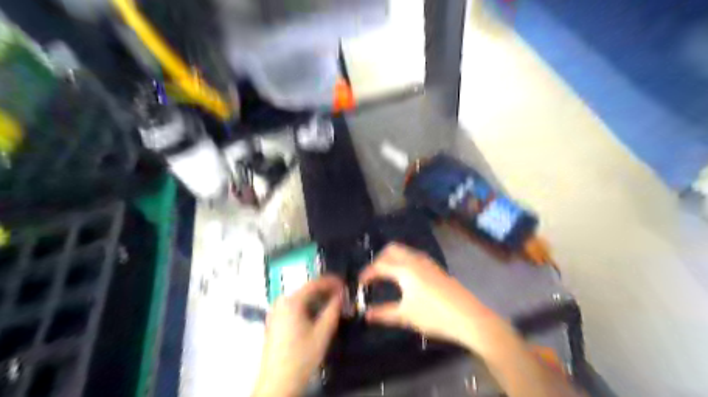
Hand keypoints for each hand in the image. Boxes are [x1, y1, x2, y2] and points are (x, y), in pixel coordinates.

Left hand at [253, 275, 343, 396]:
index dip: (332, 282)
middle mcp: (281, 302)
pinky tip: (319, 315)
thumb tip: (341, 294)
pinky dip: (309, 307)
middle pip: (307, 290)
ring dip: (318, 300)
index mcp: (291, 301)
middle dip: (326, 291)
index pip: (314, 283)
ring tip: (334, 305)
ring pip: (302, 299)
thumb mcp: (322, 332)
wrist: (278, 384)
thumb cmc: (301, 357)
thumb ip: (333, 310)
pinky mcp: (276, 322)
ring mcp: (276, 312)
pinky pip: (295, 307)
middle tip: (342, 296)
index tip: (346, 285)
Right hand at [360, 244, 501, 350]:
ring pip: (404, 251)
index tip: (359, 283)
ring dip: (392, 258)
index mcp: (405, 270)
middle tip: (373, 275)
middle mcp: (415, 260)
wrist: (468, 317)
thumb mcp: (406, 316)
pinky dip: (404, 260)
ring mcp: (427, 262)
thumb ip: (384, 314)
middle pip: (392, 249)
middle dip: (379, 259)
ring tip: (387, 275)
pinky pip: (414, 256)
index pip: (380, 266)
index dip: (367, 273)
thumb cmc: (434, 315)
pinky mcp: (436, 267)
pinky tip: (406, 277)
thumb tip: (366, 315)